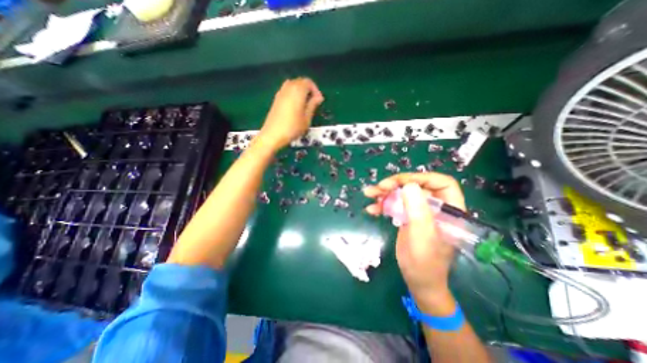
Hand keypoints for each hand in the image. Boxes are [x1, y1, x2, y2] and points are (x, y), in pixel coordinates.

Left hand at [257, 77, 323, 151]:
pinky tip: (295, 107)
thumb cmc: (293, 127)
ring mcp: (280, 92)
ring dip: (301, 92)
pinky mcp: (276, 99)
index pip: (309, 82)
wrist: (273, 134)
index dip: (316, 90)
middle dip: (309, 90)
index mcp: (297, 90)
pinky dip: (293, 94)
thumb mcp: (307, 118)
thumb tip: (319, 97)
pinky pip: (287, 91)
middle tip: (313, 103)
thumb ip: (313, 105)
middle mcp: (288, 87)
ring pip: (293, 85)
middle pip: (300, 82)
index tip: (319, 101)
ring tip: (305, 105)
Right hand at [363, 172, 464, 314]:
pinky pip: (395, 204)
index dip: (421, 178)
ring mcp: (420, 211)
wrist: (418, 281)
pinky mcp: (408, 216)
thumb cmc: (425, 263)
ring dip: (385, 192)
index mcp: (449, 210)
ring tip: (369, 193)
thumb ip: (417, 211)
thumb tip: (408, 185)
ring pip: (403, 193)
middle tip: (379, 187)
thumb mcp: (422, 237)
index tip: (400, 182)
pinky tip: (371, 208)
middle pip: (417, 186)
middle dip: (396, 184)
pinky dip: (382, 204)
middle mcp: (435, 207)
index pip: (441, 183)